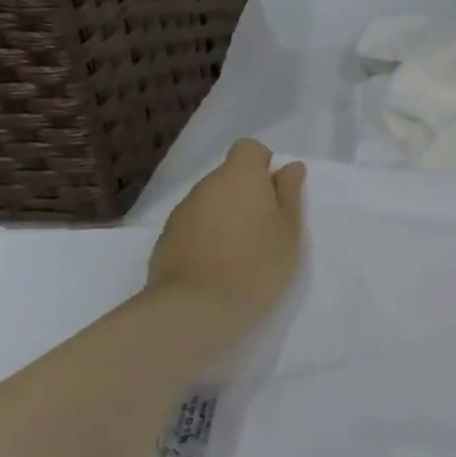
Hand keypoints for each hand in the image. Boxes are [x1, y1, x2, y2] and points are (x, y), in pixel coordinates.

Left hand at [148, 141, 304, 328]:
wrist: (198, 307)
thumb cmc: (258, 263)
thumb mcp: (289, 229)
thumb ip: (289, 193)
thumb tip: (289, 167)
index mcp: (240, 176)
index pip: (249, 149)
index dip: (263, 166)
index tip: (276, 195)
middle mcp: (207, 185)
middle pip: (229, 176)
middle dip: (247, 194)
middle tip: (266, 229)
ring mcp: (182, 211)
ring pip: (211, 202)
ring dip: (227, 215)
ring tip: (242, 251)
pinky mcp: (167, 238)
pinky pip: (195, 225)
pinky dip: (208, 236)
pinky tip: (218, 264)